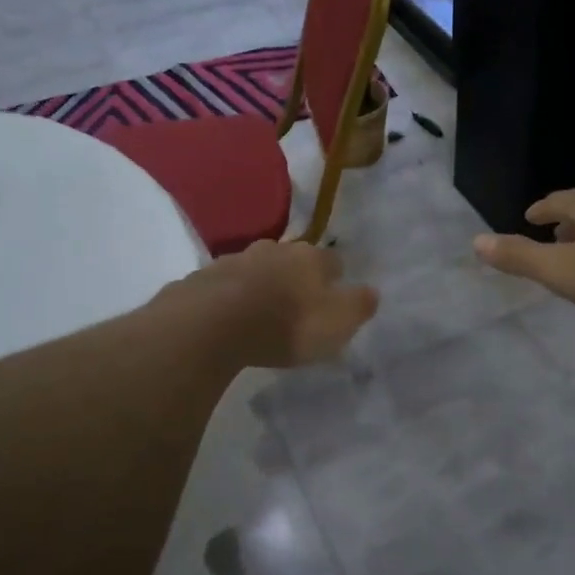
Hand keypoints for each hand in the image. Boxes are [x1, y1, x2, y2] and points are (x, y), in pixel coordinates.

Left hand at [180, 240, 379, 366]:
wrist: (211, 324)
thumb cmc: (286, 324)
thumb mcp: (337, 322)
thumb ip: (358, 305)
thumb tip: (371, 292)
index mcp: (310, 258)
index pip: (333, 261)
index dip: (335, 279)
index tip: (334, 297)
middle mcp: (274, 249)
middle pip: (292, 259)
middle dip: (296, 277)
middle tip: (297, 303)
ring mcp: (235, 260)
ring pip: (257, 268)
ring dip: (262, 284)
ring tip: (261, 310)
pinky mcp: (203, 278)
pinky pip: (225, 285)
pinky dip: (231, 296)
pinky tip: (229, 315)